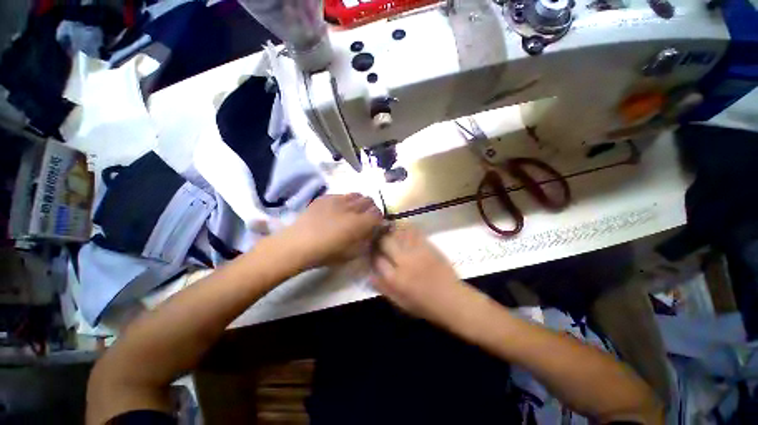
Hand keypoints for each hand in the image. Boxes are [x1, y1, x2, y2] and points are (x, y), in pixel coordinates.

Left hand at [277, 193, 382, 269]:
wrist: (298, 244)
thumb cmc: (327, 253)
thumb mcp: (352, 253)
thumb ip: (366, 240)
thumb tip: (374, 231)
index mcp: (359, 223)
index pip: (378, 214)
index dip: (379, 218)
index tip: (376, 224)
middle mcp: (351, 207)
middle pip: (369, 201)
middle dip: (371, 208)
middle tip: (366, 217)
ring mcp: (337, 199)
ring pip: (357, 194)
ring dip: (360, 202)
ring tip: (354, 211)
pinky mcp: (326, 197)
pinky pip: (342, 195)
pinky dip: (345, 200)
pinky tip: (338, 209)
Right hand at [371, 225, 471, 323]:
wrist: (451, 299)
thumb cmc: (425, 305)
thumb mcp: (400, 303)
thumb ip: (384, 288)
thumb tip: (369, 276)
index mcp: (395, 279)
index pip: (377, 260)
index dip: (372, 254)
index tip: (371, 252)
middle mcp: (404, 262)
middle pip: (385, 242)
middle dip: (379, 239)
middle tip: (378, 237)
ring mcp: (417, 252)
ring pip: (399, 234)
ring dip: (391, 230)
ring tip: (387, 228)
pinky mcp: (428, 246)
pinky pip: (414, 232)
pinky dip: (407, 228)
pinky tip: (403, 226)